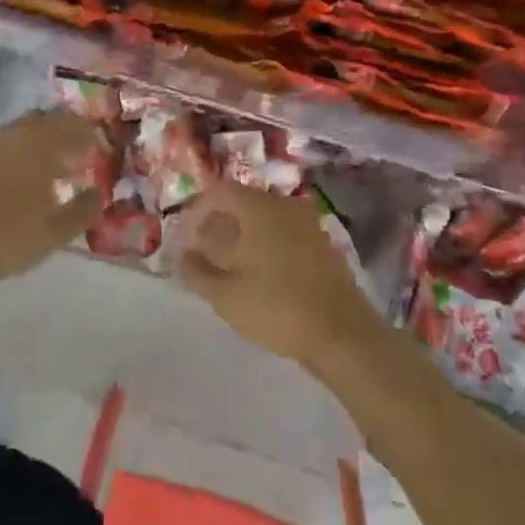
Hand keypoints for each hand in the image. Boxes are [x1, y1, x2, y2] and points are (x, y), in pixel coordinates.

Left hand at [0, 110, 102, 290]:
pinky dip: (26, 150)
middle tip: (85, 149)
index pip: (74, 127)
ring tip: (61, 163)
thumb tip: (99, 194)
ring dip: (47, 140)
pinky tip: (30, 174)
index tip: (104, 147)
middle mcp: (15, 136)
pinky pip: (10, 143)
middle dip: (70, 132)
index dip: (92, 135)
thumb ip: (83, 210)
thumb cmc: (6, 239)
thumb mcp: (54, 232)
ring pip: (27, 131)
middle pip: (49, 122)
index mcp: (38, 146)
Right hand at [175, 183, 384, 371]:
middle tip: (204, 256)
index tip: (187, 243)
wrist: (342, 333)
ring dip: (242, 236)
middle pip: (241, 202)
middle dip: (218, 225)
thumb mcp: (225, 295)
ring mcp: (305, 222)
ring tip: (229, 268)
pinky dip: (265, 245)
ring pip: (263, 218)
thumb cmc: (277, 307)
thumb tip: (183, 255)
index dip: (197, 214)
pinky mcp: (320, 242)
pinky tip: (260, 275)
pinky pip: (283, 232)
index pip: (218, 192)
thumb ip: (197, 272)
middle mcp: (282, 204)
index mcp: (257, 206)